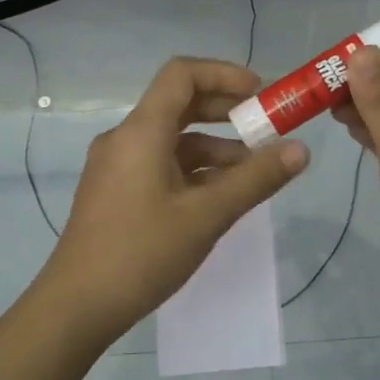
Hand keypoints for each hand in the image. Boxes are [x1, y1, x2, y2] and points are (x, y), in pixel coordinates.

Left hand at [41, 57, 308, 338]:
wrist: (78, 306)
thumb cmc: (142, 253)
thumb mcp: (207, 215)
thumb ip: (256, 179)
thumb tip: (301, 150)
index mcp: (141, 131)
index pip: (182, 74)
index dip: (224, 74)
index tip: (261, 94)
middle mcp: (125, 138)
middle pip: (179, 104)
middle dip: (226, 112)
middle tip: (267, 129)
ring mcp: (118, 166)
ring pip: (173, 140)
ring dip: (215, 147)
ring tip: (255, 174)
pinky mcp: (117, 191)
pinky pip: (161, 164)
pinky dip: (194, 170)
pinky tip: (221, 196)